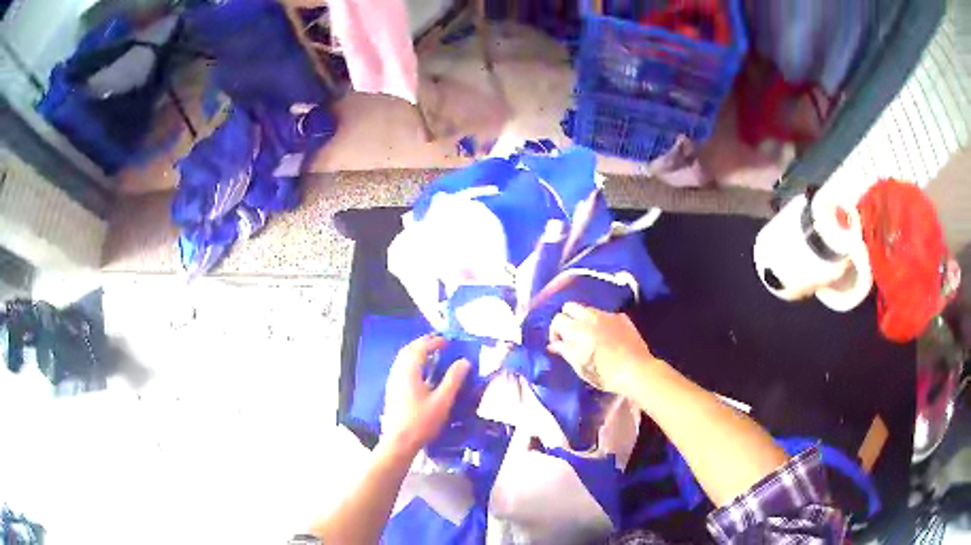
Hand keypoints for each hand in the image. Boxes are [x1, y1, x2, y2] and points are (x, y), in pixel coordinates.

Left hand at [381, 335, 470, 455]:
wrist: (399, 442)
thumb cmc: (421, 421)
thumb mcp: (442, 401)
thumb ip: (453, 380)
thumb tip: (464, 361)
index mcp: (409, 371)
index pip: (420, 348)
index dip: (434, 342)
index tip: (447, 341)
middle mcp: (398, 373)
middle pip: (408, 351)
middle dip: (423, 344)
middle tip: (438, 343)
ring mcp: (392, 382)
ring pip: (402, 360)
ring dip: (416, 353)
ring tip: (431, 356)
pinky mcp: (392, 392)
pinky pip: (401, 369)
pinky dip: (412, 364)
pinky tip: (421, 374)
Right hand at [548, 302, 656, 394]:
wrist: (637, 370)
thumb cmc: (605, 374)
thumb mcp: (581, 368)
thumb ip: (565, 352)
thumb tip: (554, 345)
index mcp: (577, 329)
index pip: (557, 319)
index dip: (555, 331)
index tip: (560, 344)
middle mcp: (590, 316)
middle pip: (570, 306)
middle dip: (567, 318)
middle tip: (571, 335)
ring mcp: (607, 315)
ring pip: (588, 308)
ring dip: (583, 318)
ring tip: (589, 335)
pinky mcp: (621, 317)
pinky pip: (604, 314)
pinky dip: (600, 321)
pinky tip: (606, 336)